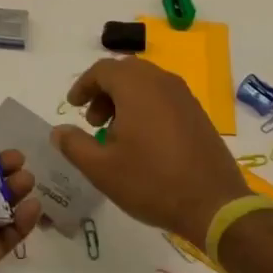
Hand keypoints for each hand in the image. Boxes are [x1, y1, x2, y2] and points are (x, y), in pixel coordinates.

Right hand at [51, 58, 249, 243]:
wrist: (213, 203)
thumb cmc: (151, 182)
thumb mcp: (101, 169)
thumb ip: (74, 145)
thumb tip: (59, 131)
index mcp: (136, 87)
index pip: (102, 69)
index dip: (83, 85)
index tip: (73, 107)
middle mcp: (162, 81)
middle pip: (125, 72)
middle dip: (104, 92)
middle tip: (93, 122)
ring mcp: (184, 96)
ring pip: (146, 84)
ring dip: (125, 100)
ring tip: (116, 134)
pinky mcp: (198, 113)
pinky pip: (164, 97)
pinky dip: (146, 107)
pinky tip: (143, 141)